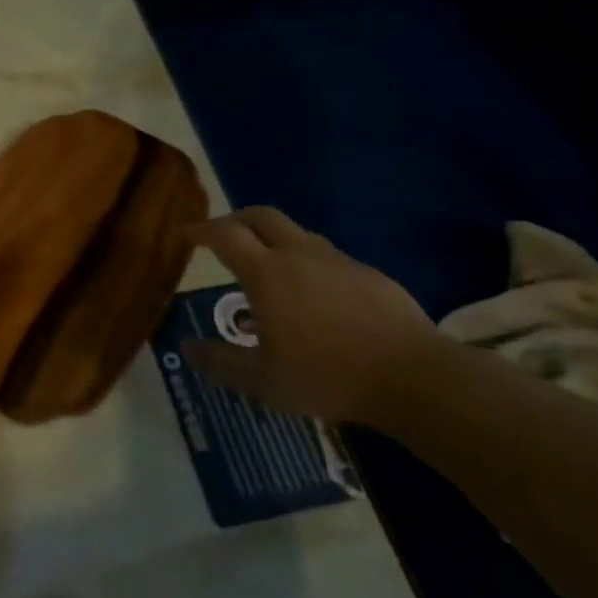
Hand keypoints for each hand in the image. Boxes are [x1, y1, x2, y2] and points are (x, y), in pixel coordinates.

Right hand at [182, 208, 437, 423]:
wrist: (413, 376)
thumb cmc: (326, 376)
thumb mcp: (262, 380)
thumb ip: (220, 362)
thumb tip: (187, 347)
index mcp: (266, 273)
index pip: (224, 235)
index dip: (200, 229)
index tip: (184, 234)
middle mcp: (299, 254)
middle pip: (261, 216)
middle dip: (235, 220)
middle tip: (221, 237)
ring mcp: (338, 261)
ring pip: (296, 233)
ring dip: (273, 240)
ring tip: (266, 271)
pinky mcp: (370, 274)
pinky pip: (327, 257)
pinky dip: (306, 263)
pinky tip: (313, 297)